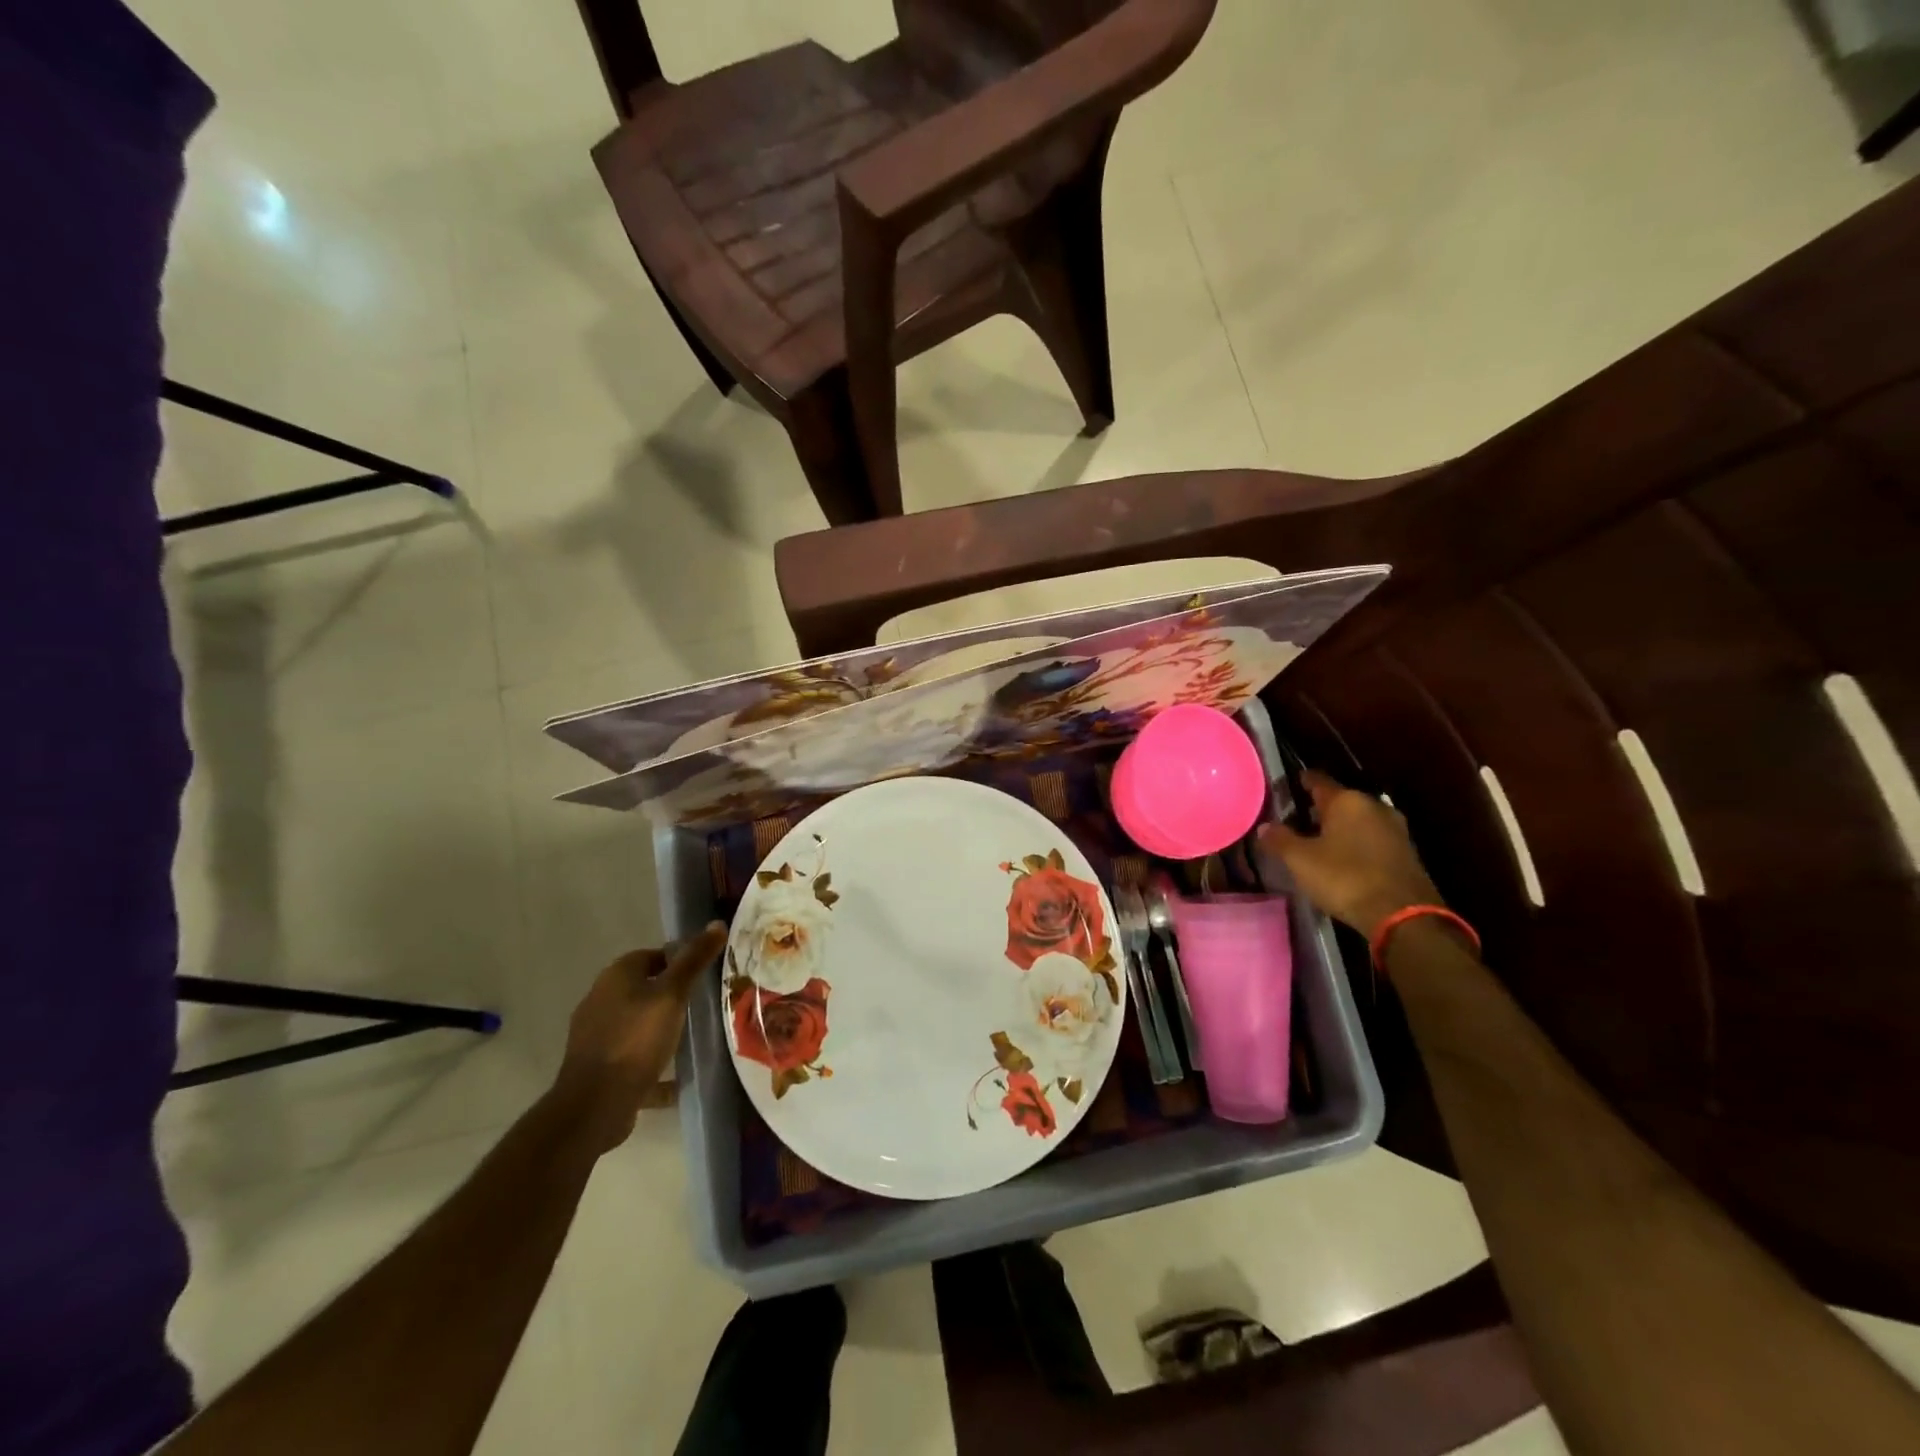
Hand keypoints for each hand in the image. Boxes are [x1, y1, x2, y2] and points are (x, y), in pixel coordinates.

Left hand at [551, 923, 727, 1153]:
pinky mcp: (597, 1066)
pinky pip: (631, 1057)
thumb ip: (694, 960)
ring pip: (636, 1023)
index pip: (651, 955)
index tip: (702, 975)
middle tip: (701, 1005)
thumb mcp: (672, 995)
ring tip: (690, 1037)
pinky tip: (674, 1077)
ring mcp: (595, 1035)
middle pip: (643, 988)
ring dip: (659, 1027)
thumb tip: (717, 923)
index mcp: (616, 976)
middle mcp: (600, 999)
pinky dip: (651, 1061)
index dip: (678, 961)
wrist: (595, 1104)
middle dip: (669, 995)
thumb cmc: (636, 1039)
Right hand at [1259, 771, 1443, 937]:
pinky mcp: (1406, 853)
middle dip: (1319, 809)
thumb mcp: (1300, 860)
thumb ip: (1280, 840)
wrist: (1402, 915)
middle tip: (1296, 820)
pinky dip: (1356, 844)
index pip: (1318, 780)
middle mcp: (1373, 806)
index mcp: (1346, 800)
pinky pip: (1372, 839)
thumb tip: (1265, 827)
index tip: (1285, 785)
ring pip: (1358, 820)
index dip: (1300, 781)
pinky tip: (1342, 859)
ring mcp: (1394, 829)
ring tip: (1317, 841)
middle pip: (1340, 800)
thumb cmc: (1344, 877)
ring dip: (1339, 828)